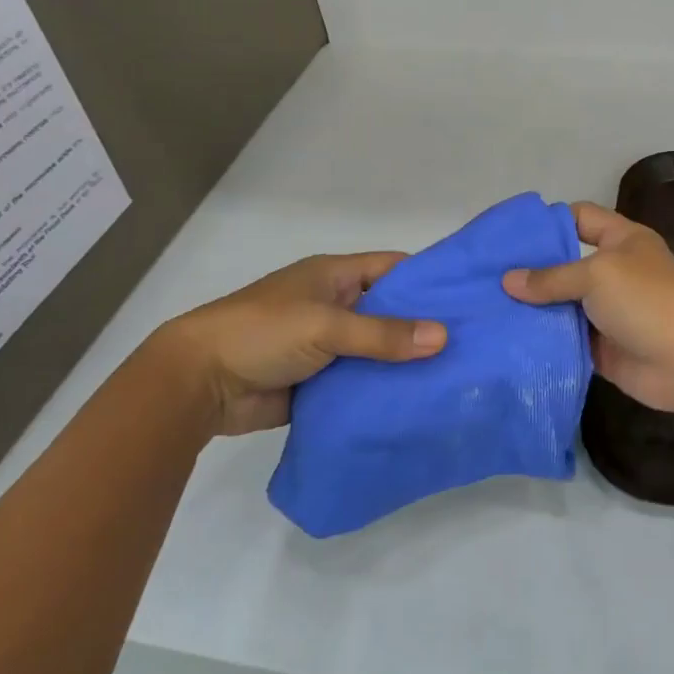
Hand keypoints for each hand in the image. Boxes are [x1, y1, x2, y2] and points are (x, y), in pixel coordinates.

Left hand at [151, 252, 446, 436]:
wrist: (199, 383)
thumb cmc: (262, 332)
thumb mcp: (325, 325)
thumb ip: (382, 334)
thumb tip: (442, 337)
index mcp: (335, 276)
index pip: (393, 268)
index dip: (428, 279)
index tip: (469, 296)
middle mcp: (335, 306)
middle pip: (389, 312)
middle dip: (424, 326)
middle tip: (474, 344)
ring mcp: (327, 346)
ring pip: (377, 351)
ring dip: (405, 363)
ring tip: (457, 376)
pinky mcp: (319, 383)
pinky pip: (360, 384)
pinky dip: (382, 392)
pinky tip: (418, 404)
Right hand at [502, 203, 673, 413]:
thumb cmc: (645, 300)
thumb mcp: (596, 275)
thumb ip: (551, 278)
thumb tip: (507, 281)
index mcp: (622, 240)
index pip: (580, 217)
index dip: (548, 222)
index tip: (510, 236)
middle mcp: (614, 271)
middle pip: (566, 262)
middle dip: (531, 269)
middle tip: (488, 274)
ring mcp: (608, 310)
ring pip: (563, 303)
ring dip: (533, 307)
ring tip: (488, 306)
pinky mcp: (601, 345)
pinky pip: (566, 337)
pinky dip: (544, 337)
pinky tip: (509, 337)